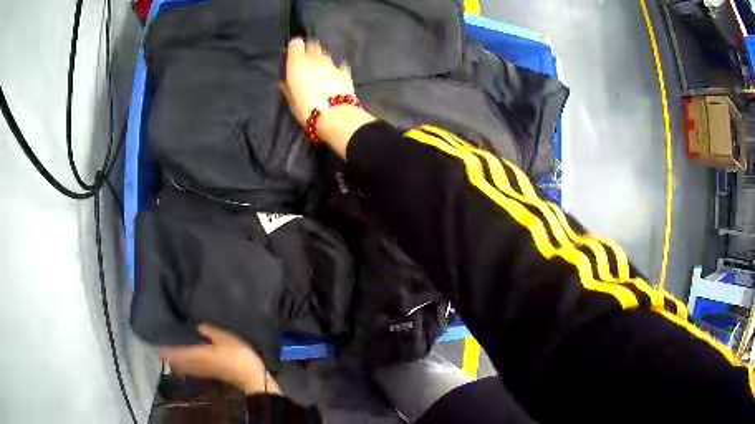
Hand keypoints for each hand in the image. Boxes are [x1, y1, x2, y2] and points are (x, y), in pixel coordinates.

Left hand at [158, 324, 280, 395]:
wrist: (252, 378)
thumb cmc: (237, 356)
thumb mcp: (224, 337)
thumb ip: (207, 329)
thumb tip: (193, 323)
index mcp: (195, 354)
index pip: (172, 352)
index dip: (163, 346)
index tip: (155, 336)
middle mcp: (194, 364)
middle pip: (174, 359)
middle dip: (167, 350)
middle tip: (162, 337)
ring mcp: (201, 370)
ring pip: (181, 364)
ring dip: (175, 356)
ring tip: (172, 344)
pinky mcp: (208, 373)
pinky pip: (189, 366)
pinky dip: (184, 360)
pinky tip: (187, 353)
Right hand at [282, 38, 376, 157]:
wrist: (335, 115)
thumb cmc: (306, 109)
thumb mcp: (291, 100)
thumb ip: (287, 88)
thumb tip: (284, 82)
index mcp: (298, 63)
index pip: (296, 43)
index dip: (295, 47)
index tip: (294, 53)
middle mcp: (315, 59)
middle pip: (313, 45)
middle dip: (310, 50)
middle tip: (307, 61)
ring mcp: (332, 64)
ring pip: (326, 55)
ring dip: (322, 60)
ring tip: (321, 71)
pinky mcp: (345, 72)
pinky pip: (338, 66)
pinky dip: (335, 70)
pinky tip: (334, 78)